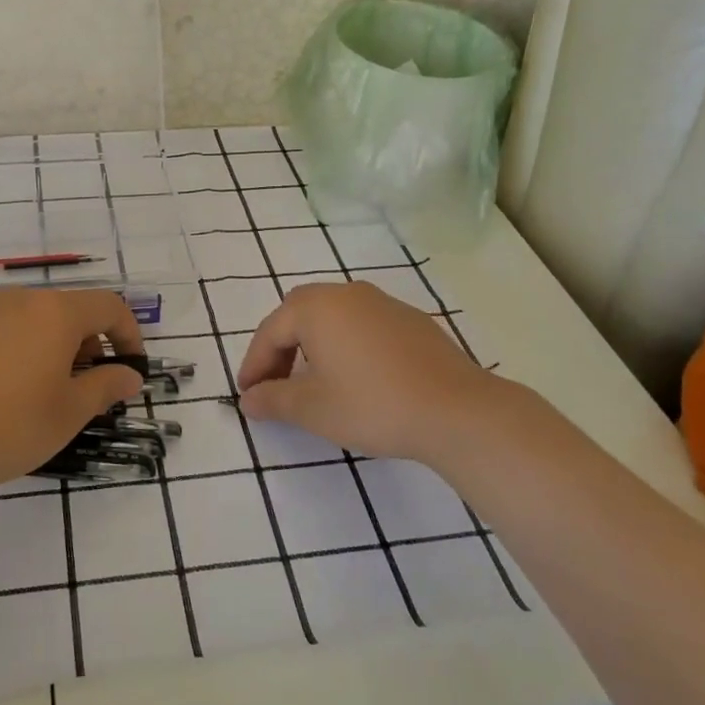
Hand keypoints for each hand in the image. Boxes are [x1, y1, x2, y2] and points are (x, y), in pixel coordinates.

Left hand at [0, 287, 144, 500]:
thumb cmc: (6, 426)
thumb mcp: (67, 413)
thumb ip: (105, 387)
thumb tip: (130, 376)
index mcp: (54, 313)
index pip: (109, 306)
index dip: (128, 334)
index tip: (130, 369)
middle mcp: (18, 301)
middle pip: (68, 310)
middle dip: (88, 344)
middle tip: (87, 387)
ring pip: (30, 320)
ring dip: (50, 348)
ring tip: (43, 392)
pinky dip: (15, 352)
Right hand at [236, 280, 510, 463]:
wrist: (457, 410)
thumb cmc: (373, 404)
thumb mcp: (313, 409)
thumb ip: (273, 400)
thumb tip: (248, 400)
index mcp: (316, 307)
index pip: (271, 332)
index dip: (255, 364)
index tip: (248, 394)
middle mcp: (346, 294)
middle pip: (299, 313)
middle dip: (281, 347)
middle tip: (276, 383)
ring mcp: (382, 303)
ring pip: (332, 316)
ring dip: (314, 343)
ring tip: (314, 381)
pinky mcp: (410, 320)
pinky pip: (362, 324)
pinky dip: (346, 344)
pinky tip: (357, 377)